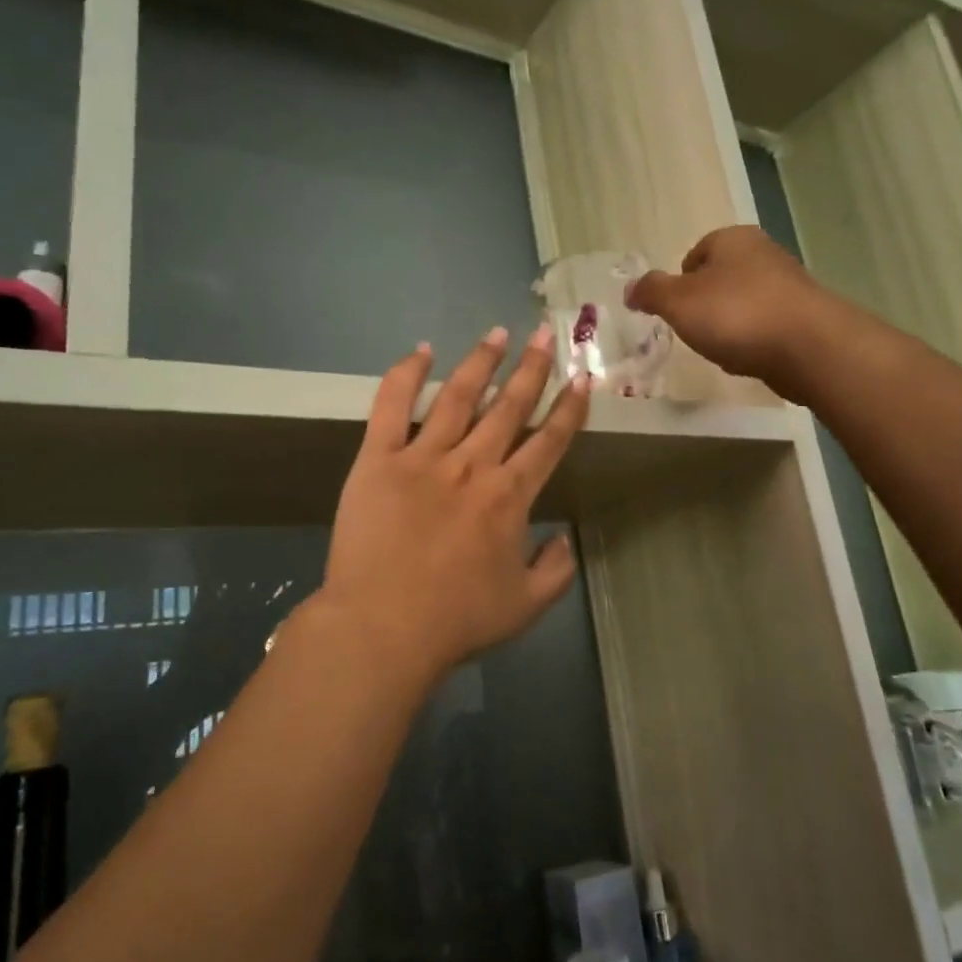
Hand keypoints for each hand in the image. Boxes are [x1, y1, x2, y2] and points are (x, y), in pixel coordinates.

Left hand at [310, 325, 591, 687]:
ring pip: (459, 396)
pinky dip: (406, 375)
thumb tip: (563, 538)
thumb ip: (555, 570)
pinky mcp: (378, 459)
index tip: (582, 377)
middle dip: (533, 368)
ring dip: (482, 361)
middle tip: (546, 334)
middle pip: (510, 407)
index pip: (549, 440)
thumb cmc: (457, 620)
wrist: (383, 627)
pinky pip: (391, 406)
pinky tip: (421, 352)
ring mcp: (423, 457)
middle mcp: (473, 465)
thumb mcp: (526, 605)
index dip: (569, 407)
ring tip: (497, 333)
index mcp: (510, 496)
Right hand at [627, 226, 828, 398]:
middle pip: (720, 278)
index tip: (675, 311)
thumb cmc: (736, 315)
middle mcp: (763, 253)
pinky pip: (764, 326)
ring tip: (722, 349)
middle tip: (694, 331)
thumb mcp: (678, 302)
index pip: (695, 253)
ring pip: (742, 303)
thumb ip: (651, 292)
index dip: (679, 282)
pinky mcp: (804, 316)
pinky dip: (752, 341)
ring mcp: (788, 284)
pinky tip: (748, 359)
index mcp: (733, 239)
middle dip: (704, 305)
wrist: (809, 347)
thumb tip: (630, 289)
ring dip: (728, 325)